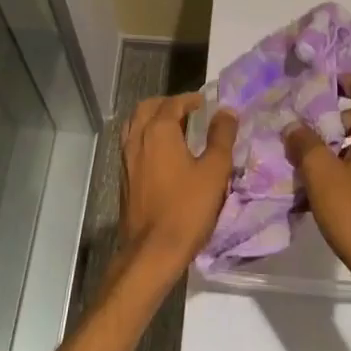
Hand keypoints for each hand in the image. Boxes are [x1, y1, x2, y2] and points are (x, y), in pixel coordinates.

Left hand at [117, 93, 236, 291]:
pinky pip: (131, 144)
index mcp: (158, 131)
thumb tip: (226, 111)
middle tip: (187, 112)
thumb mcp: (214, 171)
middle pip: (147, 108)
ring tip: (174, 130)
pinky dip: (145, 137)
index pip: (172, 103)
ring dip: (152, 119)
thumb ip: (221, 137)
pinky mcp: (123, 178)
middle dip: (167, 104)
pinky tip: (161, 155)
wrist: (151, 251)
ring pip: (135, 125)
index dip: (189, 100)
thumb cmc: (186, 209)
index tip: (204, 104)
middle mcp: (137, 138)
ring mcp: (126, 159)